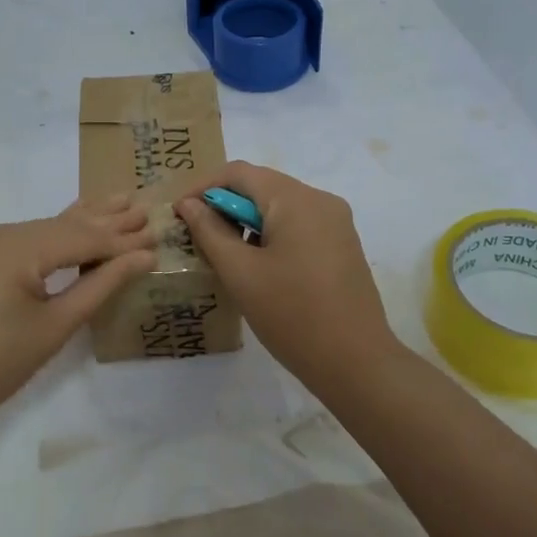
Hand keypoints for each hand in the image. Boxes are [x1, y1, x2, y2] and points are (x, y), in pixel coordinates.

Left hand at [0, 197, 154, 439]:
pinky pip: (20, 239)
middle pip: (60, 226)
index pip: (79, 238)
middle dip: (104, 221)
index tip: (155, 233)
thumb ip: (100, 284)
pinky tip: (75, 221)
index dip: (119, 239)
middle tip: (144, 208)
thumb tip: (142, 257)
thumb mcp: (55, 326)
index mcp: (11, 248)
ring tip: (118, 201)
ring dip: (80, 223)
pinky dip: (51, 237)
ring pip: (41, 229)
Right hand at [175, 161, 396, 379]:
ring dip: (247, 222)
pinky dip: (271, 235)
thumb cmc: (292, 314)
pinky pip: (298, 225)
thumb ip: (210, 231)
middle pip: (261, 186)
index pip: (239, 173)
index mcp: (295, 199)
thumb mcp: (240, 272)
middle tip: (197, 237)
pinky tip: (257, 267)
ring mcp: (336, 222)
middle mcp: (320, 200)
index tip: (179, 214)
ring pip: (279, 207)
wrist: (356, 363)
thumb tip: (189, 204)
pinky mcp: (342, 245)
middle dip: (225, 206)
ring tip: (223, 256)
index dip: (203, 187)